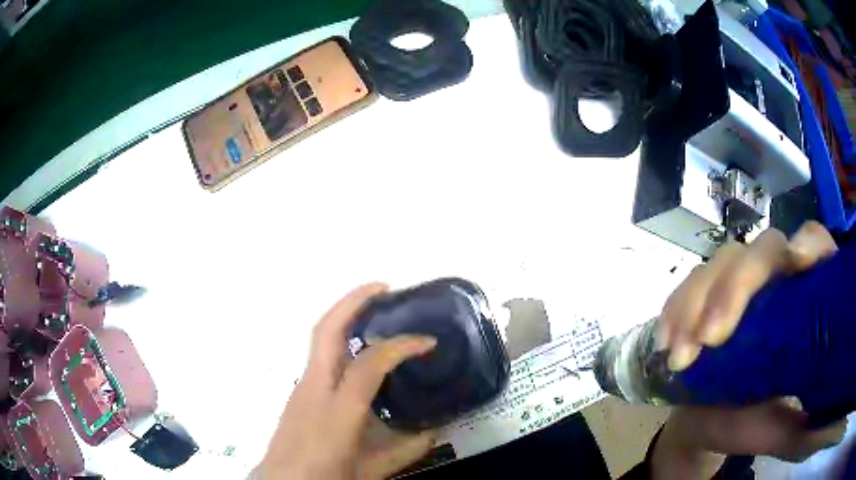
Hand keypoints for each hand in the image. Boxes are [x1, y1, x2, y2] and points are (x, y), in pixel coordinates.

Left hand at [257, 283, 437, 479]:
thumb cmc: (321, 477)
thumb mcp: (367, 473)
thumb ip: (402, 453)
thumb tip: (431, 434)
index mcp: (336, 412)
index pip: (369, 364)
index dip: (401, 346)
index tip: (427, 342)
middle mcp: (314, 389)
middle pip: (326, 330)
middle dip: (353, 301)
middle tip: (383, 287)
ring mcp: (301, 386)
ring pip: (319, 337)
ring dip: (344, 315)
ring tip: (374, 310)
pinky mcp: (297, 390)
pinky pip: (319, 354)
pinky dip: (339, 338)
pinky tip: (357, 350)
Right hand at [652, 222, 845, 477]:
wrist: (703, 423)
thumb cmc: (748, 424)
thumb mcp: (779, 429)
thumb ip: (802, 424)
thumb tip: (821, 425)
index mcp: (803, 302)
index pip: (814, 245)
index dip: (808, 244)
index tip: (796, 263)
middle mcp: (775, 281)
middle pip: (763, 249)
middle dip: (735, 287)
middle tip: (710, 339)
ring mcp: (738, 284)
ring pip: (722, 261)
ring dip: (696, 302)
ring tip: (679, 356)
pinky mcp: (705, 295)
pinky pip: (688, 284)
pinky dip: (674, 308)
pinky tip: (666, 341)